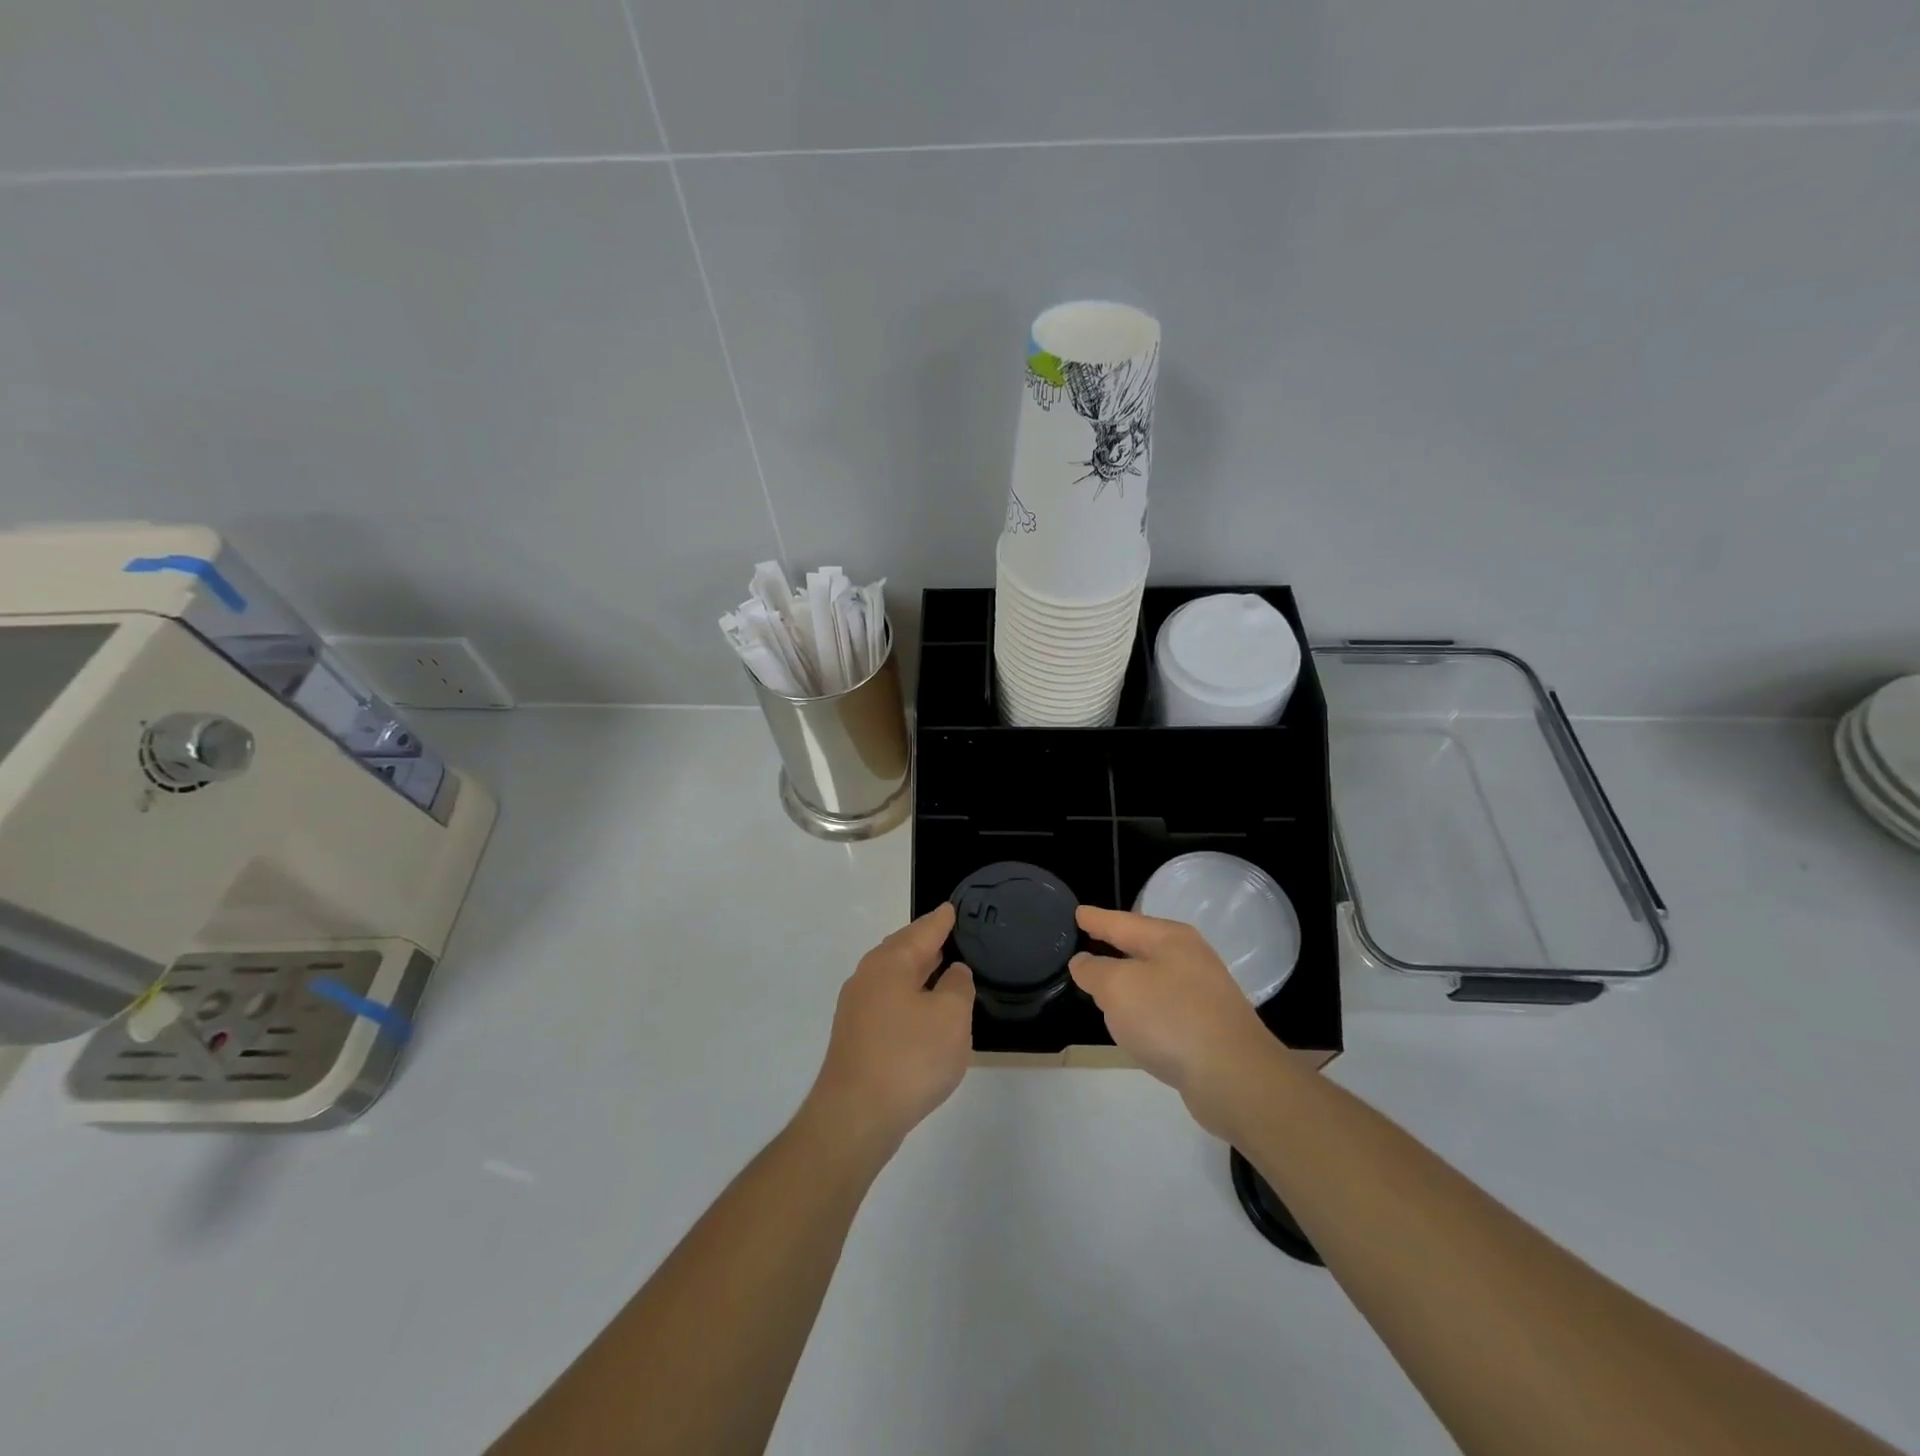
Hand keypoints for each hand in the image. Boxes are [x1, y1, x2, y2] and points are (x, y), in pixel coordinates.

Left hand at [805, 903, 973, 1159]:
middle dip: (924, 941)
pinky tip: (920, 1010)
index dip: (941, 921)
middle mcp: (868, 977)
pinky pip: (886, 1000)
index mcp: (891, 963)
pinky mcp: (854, 1036)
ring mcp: (856, 1007)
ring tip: (938, 966)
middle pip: (901, 949)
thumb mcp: (951, 1017)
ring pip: (892, 975)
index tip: (951, 908)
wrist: (854, 1116)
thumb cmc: (909, 1058)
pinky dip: (906, 995)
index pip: (922, 931)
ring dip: (915, 970)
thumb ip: (957, 987)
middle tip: (947, 934)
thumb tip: (953, 971)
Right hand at [1070, 905, 1277, 1138]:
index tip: (1076, 912)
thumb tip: (1083, 962)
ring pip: (1153, 976)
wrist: (1235, 1077)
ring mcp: (1202, 992)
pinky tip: (1134, 1021)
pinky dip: (1144, 1007)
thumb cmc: (1170, 1019)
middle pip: (1140, 945)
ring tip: (1103, 982)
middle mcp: (1189, 958)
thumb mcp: (1118, 988)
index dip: (1096, 919)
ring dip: (1128, 978)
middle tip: (1087, 939)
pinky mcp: (1207, 1025)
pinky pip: (1163, 1006)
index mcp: (1169, 938)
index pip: (1121, 921)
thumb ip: (1094, 971)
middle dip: (1114, 943)